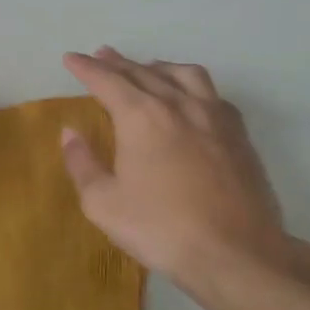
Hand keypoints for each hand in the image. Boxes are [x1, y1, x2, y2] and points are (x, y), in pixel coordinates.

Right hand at [60, 47, 297, 294]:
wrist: (236, 254)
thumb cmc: (161, 229)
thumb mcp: (103, 203)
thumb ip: (82, 163)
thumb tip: (70, 133)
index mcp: (141, 117)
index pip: (107, 80)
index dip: (86, 68)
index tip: (71, 58)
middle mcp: (178, 105)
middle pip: (143, 72)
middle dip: (118, 62)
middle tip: (102, 56)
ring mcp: (214, 118)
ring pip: (184, 75)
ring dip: (159, 67)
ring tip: (148, 69)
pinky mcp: (239, 136)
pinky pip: (213, 95)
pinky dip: (193, 87)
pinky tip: (192, 99)